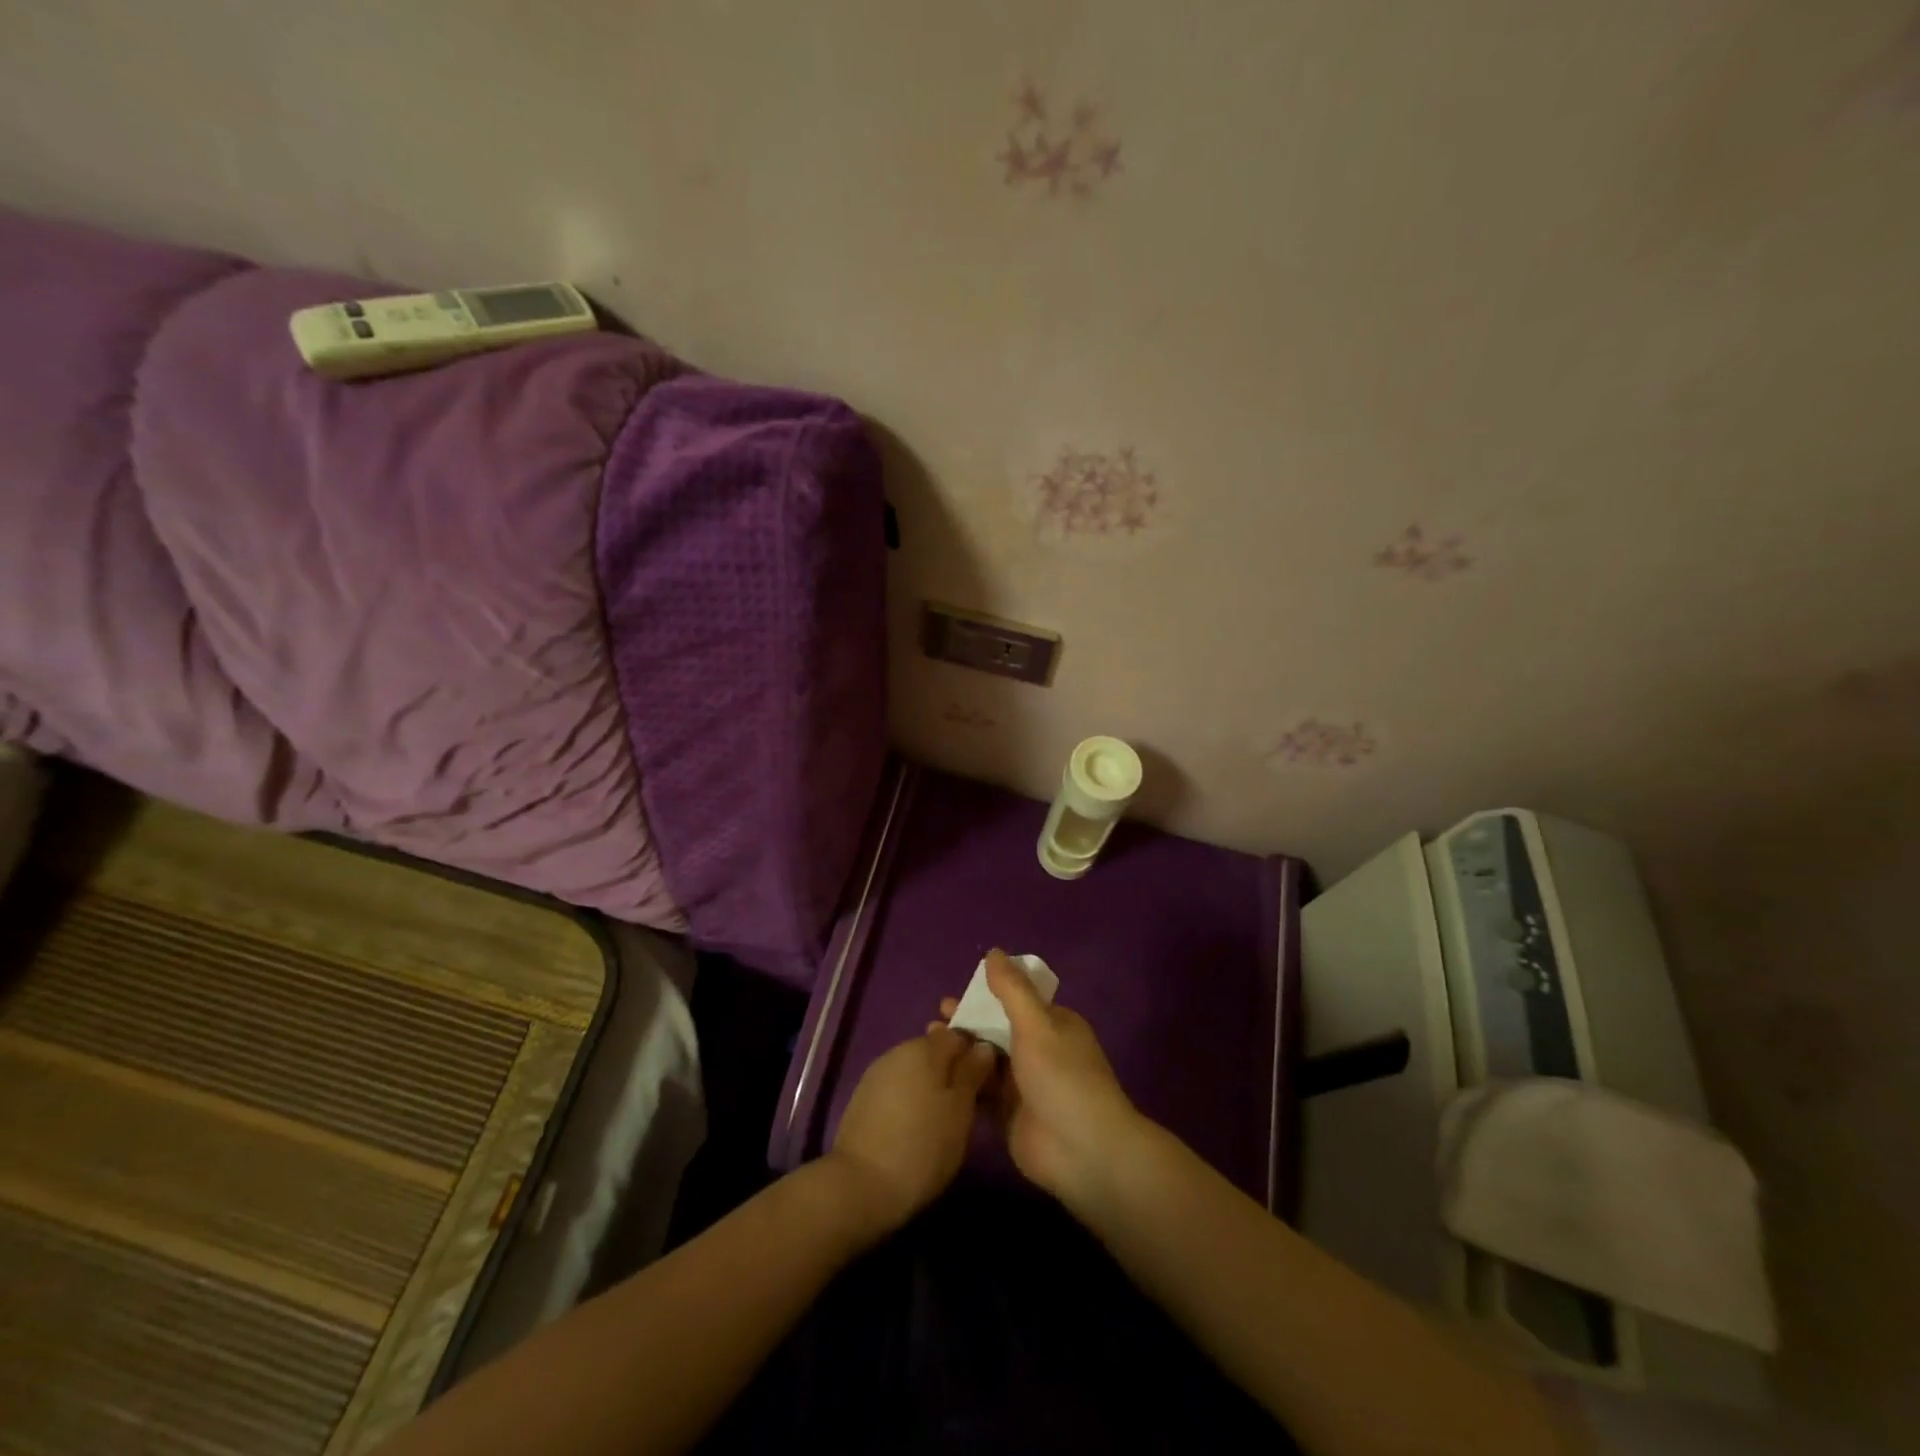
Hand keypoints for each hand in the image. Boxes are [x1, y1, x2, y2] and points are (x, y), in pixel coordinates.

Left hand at [826, 1024, 996, 1235]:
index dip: (976, 1052)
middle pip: (935, 1050)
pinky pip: (898, 1086)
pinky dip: (911, 1097)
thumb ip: (972, 1073)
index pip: (959, 1034)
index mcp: (925, 1048)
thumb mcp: (960, 1112)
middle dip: (953, 1070)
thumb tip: (983, 1047)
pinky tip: (916, 1124)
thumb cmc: (922, 1146)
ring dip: (931, 1084)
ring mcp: (878, 1073)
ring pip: (916, 1069)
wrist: (859, 1185)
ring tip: (943, 1117)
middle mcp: (899, 1051)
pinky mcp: (864, 1096)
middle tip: (969, 1103)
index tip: (987, 1080)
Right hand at [942, 949, 1146, 1207]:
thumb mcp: (1037, 1025)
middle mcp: (1039, 1050)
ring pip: (987, 1059)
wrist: (1082, 1151)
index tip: (956, 991)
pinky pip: (982, 1091)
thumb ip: (1012, 990)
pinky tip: (936, 1075)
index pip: (1016, 1000)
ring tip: (928, 1041)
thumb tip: (993, 951)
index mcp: (1053, 1024)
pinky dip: (963, 1080)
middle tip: (935, 1017)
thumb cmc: (1061, 1078)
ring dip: (962, 1049)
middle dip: (969, 1021)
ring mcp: (1024, 1084)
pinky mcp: (1009, 1114)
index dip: (987, 993)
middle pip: (998, 1029)